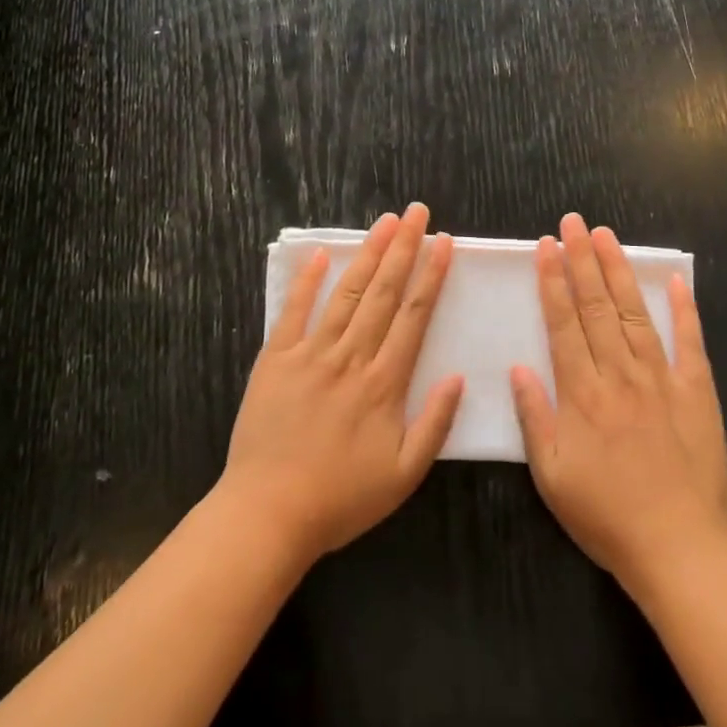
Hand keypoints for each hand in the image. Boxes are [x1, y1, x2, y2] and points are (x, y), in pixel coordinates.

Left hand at [218, 203, 463, 565]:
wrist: (269, 513)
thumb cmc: (341, 498)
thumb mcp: (404, 475)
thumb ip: (435, 424)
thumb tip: (458, 376)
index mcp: (384, 383)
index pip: (414, 315)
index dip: (431, 275)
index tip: (444, 242)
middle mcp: (351, 357)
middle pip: (383, 292)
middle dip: (404, 248)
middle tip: (418, 213)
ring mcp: (311, 353)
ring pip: (346, 293)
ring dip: (368, 254)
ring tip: (386, 222)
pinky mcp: (276, 359)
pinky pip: (294, 311)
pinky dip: (308, 281)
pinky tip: (322, 254)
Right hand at [511, 213, 726, 596]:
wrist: (679, 548)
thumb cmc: (606, 516)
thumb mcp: (552, 476)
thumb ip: (534, 418)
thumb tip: (518, 368)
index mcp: (582, 393)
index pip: (563, 323)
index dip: (552, 281)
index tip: (546, 246)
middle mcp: (620, 375)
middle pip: (596, 306)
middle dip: (582, 260)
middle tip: (573, 223)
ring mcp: (662, 380)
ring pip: (635, 313)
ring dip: (619, 272)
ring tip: (606, 236)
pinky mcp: (697, 392)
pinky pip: (690, 343)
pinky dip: (684, 310)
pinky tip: (675, 280)